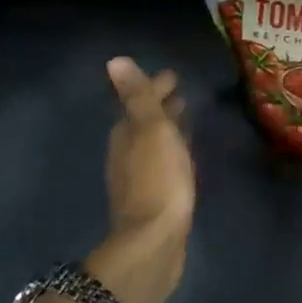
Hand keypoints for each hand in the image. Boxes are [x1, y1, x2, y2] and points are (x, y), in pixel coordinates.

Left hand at [85, 56, 193, 302]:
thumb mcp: (151, 130)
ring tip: (186, 120)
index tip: (173, 75)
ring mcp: (139, 178)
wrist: (155, 241)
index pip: (139, 101)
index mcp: (126, 133)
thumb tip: (115, 61)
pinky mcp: (153, 198)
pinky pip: (163, 164)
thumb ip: (137, 97)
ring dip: (168, 129)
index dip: (155, 87)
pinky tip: (184, 157)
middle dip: (161, 107)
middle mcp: (127, 153)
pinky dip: (172, 152)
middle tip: (182, 95)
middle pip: (144, 122)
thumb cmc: (158, 179)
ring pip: (154, 144)